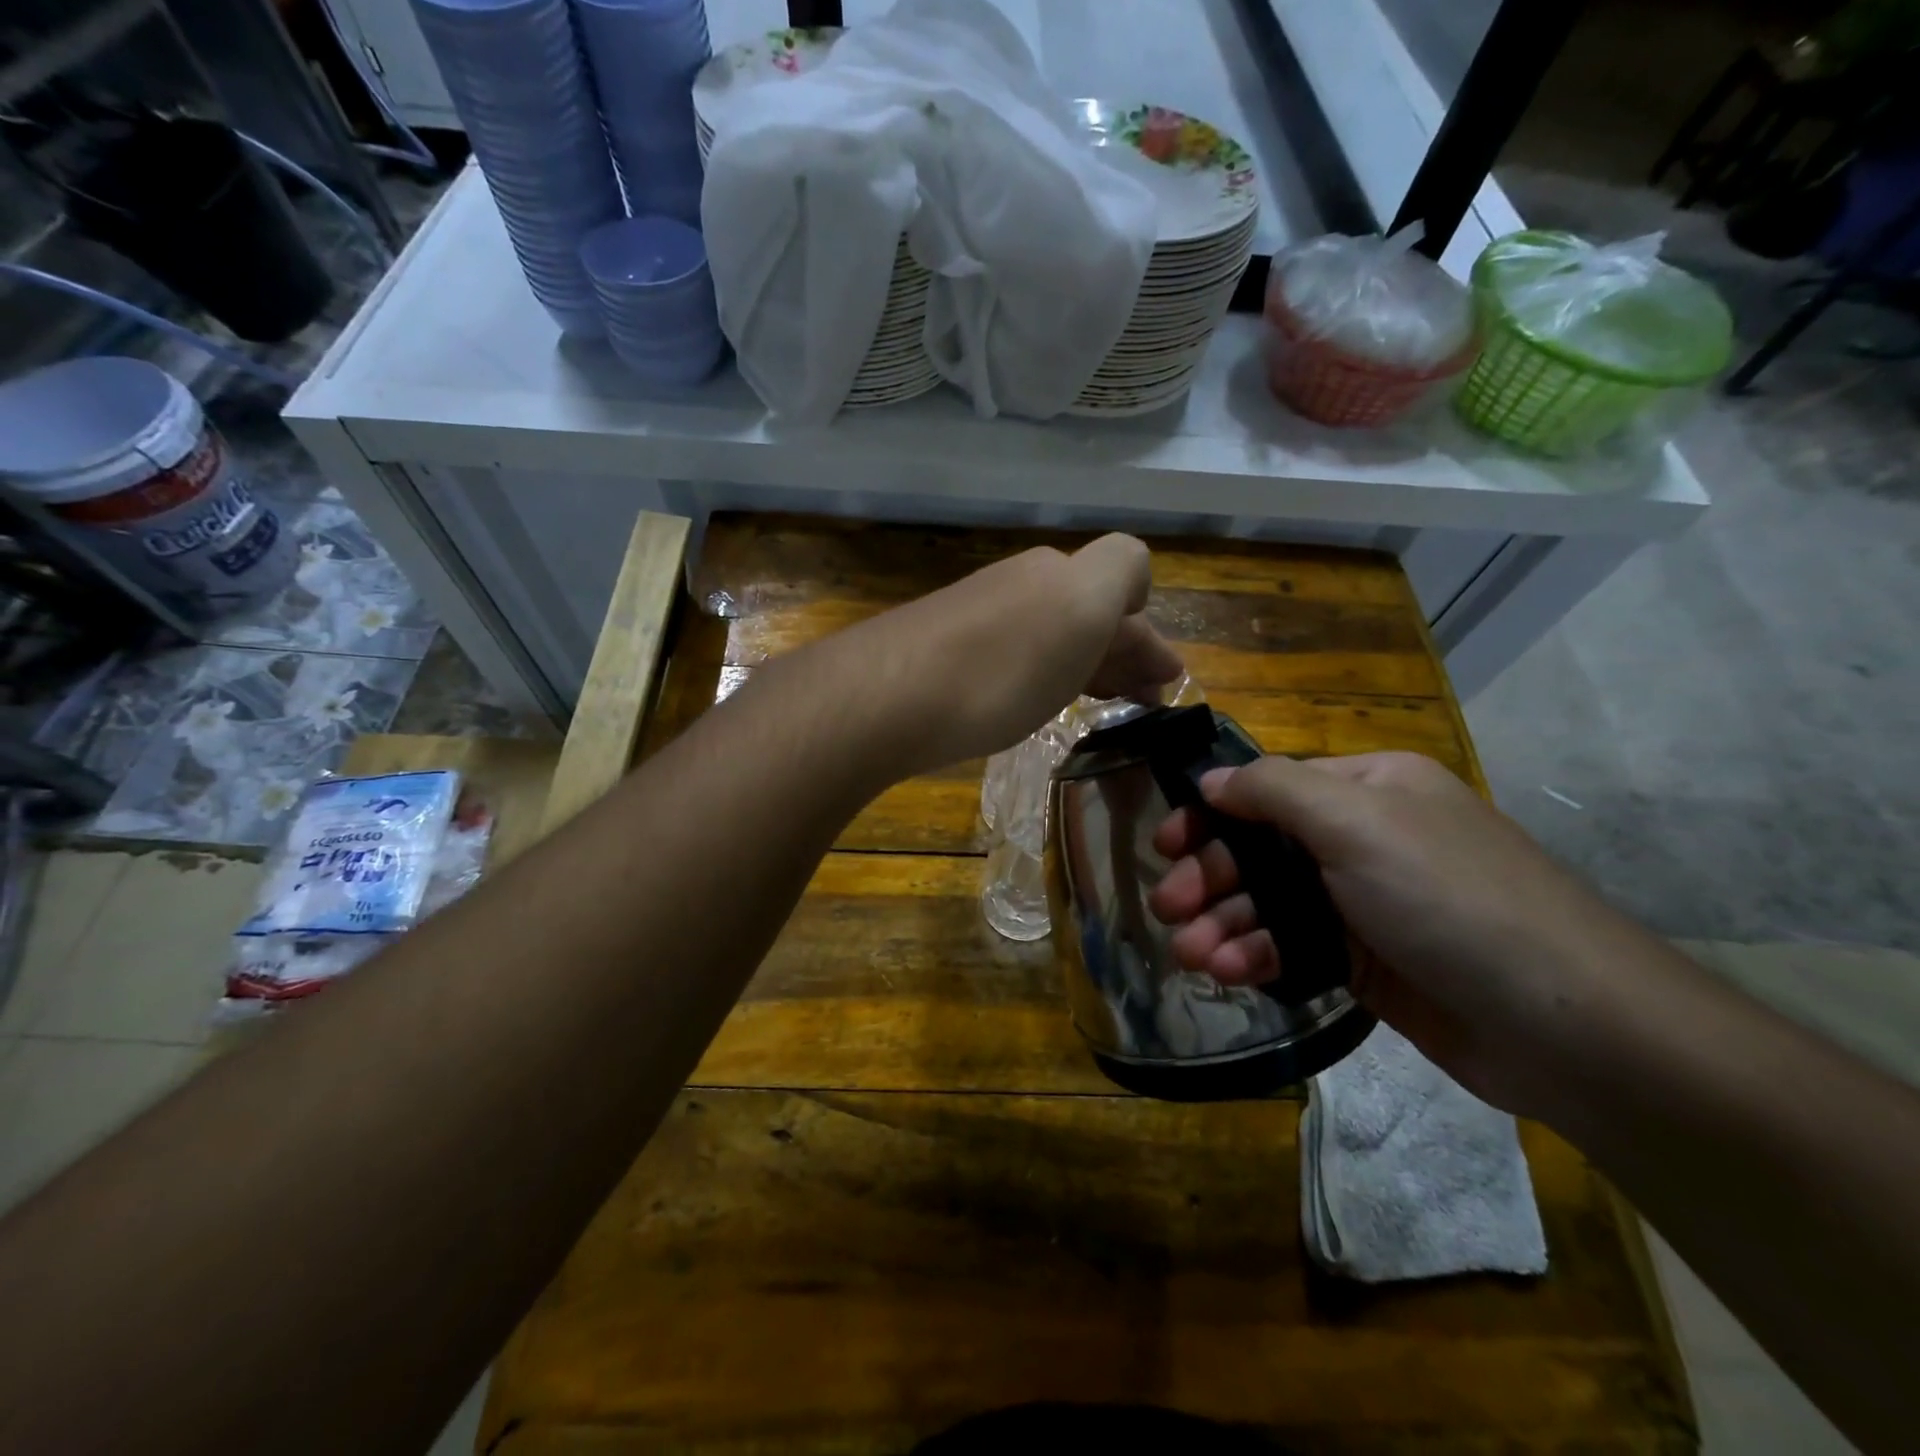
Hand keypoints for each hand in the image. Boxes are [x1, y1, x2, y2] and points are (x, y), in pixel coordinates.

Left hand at [824, 534, 1182, 774]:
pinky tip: (1036, 702)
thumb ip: (1121, 572)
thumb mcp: (1082, 606)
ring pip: (1050, 634)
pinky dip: (1040, 677)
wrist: (887, 698)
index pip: (1124, 579)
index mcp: (1059, 573)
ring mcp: (978, 617)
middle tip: (1141, 699)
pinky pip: (1012, 657)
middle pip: (1086, 610)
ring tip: (1099, 702)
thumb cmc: (1001, 666)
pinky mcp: (943, 654)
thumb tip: (1135, 588)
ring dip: (1084, 663)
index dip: (1147, 626)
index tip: (1156, 679)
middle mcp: (1021, 584)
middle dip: (1120, 650)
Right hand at [1147, 752, 1656, 1115]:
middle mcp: (1361, 838)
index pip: (1266, 790)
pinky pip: (1289, 947)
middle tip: (1168, 910)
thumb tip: (1210, 780)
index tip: (1164, 846)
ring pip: (1267, 903)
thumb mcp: (1356, 821)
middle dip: (1210, 878)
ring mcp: (1361, 903)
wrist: (1561, 1022)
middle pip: (1259, 849)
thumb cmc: (1447, 897)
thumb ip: (1272, 790)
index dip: (1210, 815)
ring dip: (1224, 925)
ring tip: (1193, 956)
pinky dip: (1255, 957)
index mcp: (1366, 789)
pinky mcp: (1362, 961)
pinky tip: (1229, 974)